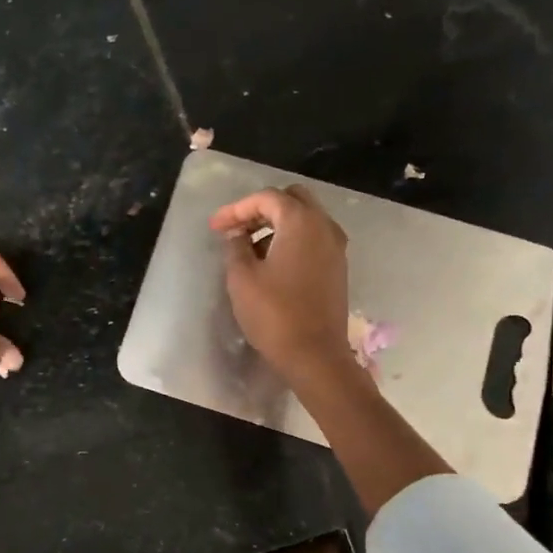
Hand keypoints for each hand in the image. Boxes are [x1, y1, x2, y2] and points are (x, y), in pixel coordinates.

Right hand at [210, 186, 352, 384]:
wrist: (314, 354)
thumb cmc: (274, 314)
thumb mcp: (242, 279)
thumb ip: (236, 248)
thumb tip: (237, 234)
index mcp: (301, 222)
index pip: (267, 198)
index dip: (236, 208)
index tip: (215, 227)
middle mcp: (324, 226)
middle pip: (291, 200)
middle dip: (260, 210)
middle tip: (236, 229)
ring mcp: (336, 247)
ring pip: (305, 219)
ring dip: (276, 225)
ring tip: (248, 247)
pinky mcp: (337, 267)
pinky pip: (313, 239)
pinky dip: (291, 240)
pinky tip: (270, 262)